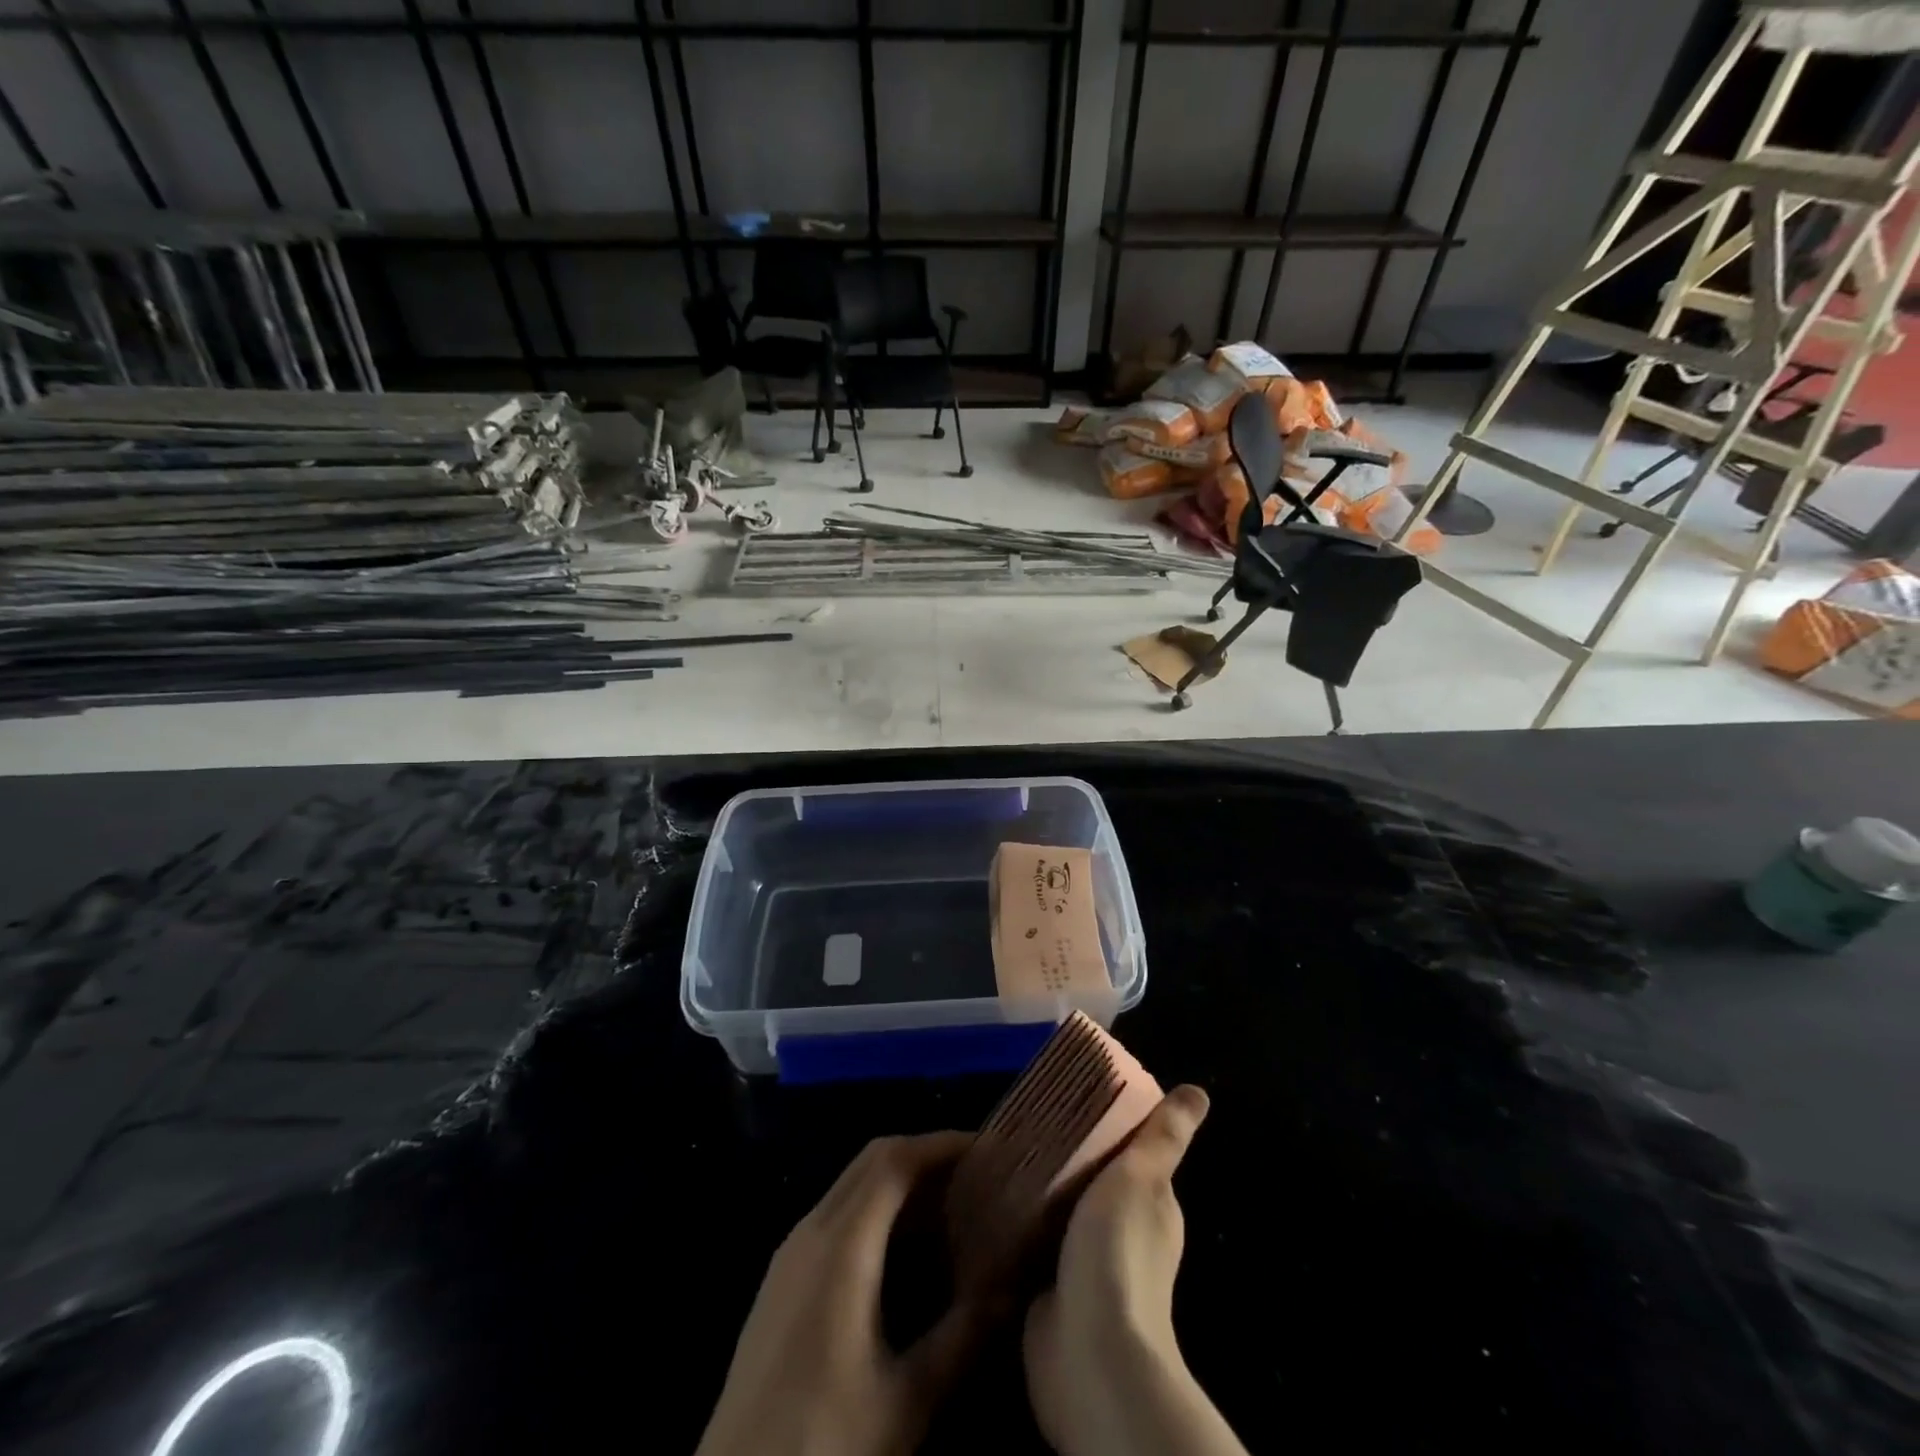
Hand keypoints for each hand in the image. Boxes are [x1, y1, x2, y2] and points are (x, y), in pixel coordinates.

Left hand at [697, 1133, 985, 1455]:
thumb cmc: (824, 1439)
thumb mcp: (907, 1400)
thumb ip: (962, 1337)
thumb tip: (1011, 1290)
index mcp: (841, 1244)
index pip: (894, 1160)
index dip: (940, 1144)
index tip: (985, 1148)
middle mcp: (811, 1229)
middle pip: (872, 1160)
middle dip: (924, 1155)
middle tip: (974, 1173)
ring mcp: (790, 1251)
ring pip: (852, 1184)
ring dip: (899, 1180)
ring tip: (948, 1205)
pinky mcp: (781, 1276)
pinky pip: (836, 1213)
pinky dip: (875, 1207)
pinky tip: (902, 1248)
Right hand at [1024, 1085, 1244, 1455]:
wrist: (1088, 1353)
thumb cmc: (1118, 1252)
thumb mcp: (1140, 1177)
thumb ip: (1163, 1137)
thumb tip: (1199, 1092)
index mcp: (1152, 1208)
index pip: (1131, 1156)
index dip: (1107, 1130)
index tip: (1072, 1100)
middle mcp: (1123, 1236)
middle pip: (1092, 1184)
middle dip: (1066, 1159)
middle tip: (1025, 1123)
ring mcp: (1086, 1269)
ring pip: (1061, 1215)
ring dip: (1039, 1195)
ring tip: (1002, 1157)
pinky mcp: (1050, 1293)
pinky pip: (1034, 1248)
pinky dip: (1020, 1229)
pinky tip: (993, 1204)